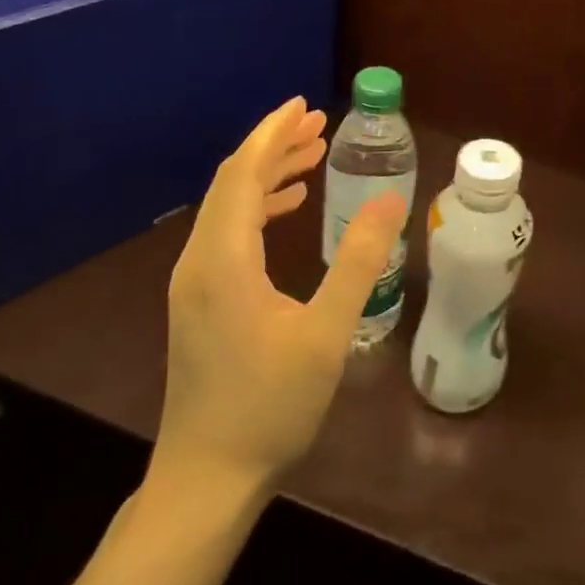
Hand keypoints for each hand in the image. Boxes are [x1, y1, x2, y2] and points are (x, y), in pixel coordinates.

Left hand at [147, 98, 406, 500]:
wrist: (207, 479)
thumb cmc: (269, 406)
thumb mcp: (326, 334)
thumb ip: (358, 262)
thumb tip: (389, 201)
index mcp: (225, 259)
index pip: (244, 174)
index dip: (273, 134)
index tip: (305, 105)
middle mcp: (200, 260)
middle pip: (233, 182)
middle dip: (274, 146)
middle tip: (318, 124)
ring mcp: (195, 282)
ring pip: (228, 206)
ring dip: (267, 174)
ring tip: (311, 156)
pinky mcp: (199, 301)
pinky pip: (227, 231)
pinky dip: (257, 206)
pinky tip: (287, 209)